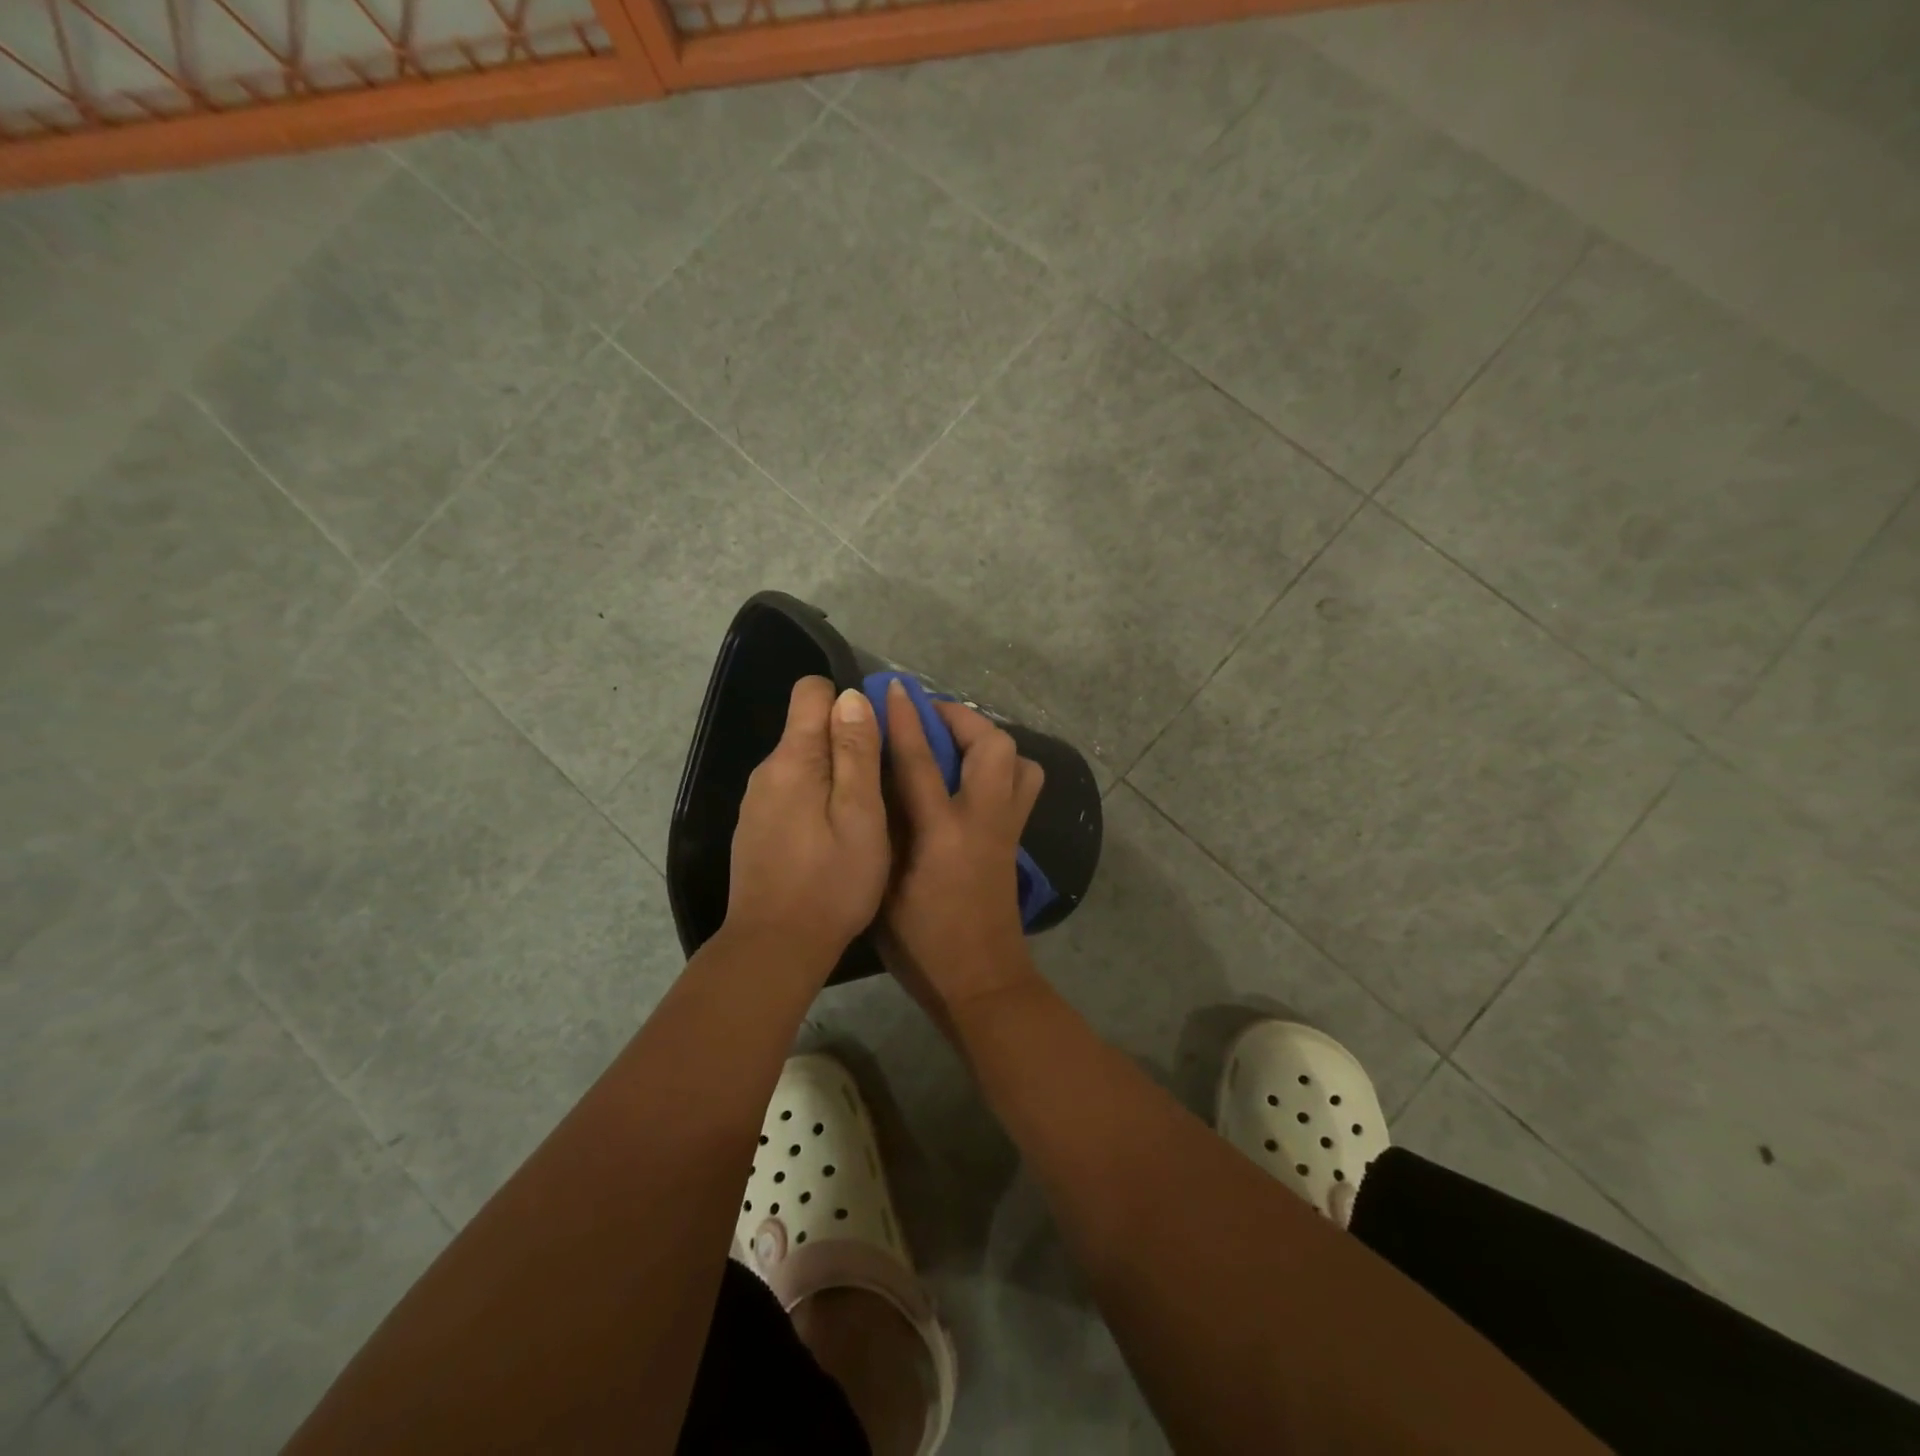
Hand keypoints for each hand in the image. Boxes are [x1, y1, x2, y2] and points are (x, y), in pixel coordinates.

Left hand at [725, 677, 888, 970]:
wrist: (775, 947)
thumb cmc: (831, 882)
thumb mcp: (861, 814)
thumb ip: (857, 751)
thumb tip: (851, 695)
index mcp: (793, 759)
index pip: (812, 691)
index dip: (849, 701)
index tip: (877, 736)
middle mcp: (767, 771)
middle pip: (809, 728)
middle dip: (848, 743)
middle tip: (883, 784)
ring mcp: (757, 802)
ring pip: (804, 765)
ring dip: (835, 776)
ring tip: (864, 816)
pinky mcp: (757, 829)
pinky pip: (792, 794)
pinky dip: (817, 801)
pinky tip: (833, 839)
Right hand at [881, 680, 1045, 1016]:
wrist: (982, 982)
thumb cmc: (922, 944)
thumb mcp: (885, 888)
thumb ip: (884, 831)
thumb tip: (877, 783)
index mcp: (942, 834)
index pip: (921, 760)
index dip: (905, 718)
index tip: (894, 687)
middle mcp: (983, 821)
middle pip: (993, 747)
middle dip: (963, 719)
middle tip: (931, 718)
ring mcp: (1007, 830)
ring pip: (1020, 763)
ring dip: (989, 742)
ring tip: (956, 747)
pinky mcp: (1016, 842)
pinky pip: (1020, 786)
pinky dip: (1000, 768)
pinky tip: (969, 782)